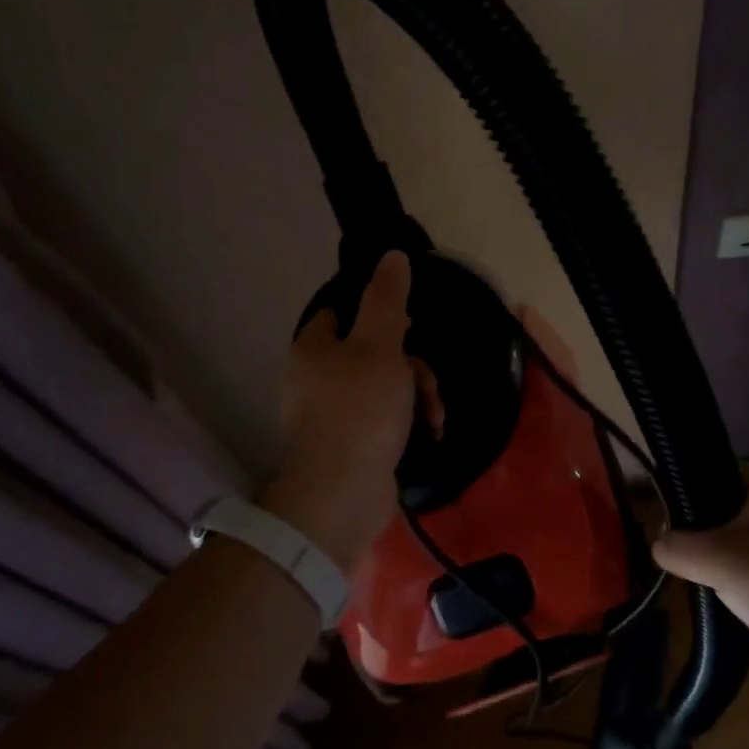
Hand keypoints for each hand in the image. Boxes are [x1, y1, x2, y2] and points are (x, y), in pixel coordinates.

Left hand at [264, 251, 418, 566]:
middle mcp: (315, 377)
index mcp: (314, 348)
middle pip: (372, 351)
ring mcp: (331, 414)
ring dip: (417, 394)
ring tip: (434, 414)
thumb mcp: (380, 345)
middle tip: (428, 380)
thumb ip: (387, 299)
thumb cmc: (360, 409)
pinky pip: (383, 418)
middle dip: (411, 364)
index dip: (378, 313)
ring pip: (384, 386)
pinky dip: (407, 420)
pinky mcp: (349, 444)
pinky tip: (429, 433)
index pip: (342, 311)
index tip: (411, 325)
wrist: (342, 493)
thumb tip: (392, 255)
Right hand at [652, 464, 748, 678]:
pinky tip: (727, 595)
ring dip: (716, 558)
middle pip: (718, 506)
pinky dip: (736, 575)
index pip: (708, 473)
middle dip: (698, 533)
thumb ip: (676, 546)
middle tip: (682, 558)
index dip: (682, 497)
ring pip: (732, 536)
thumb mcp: (717, 560)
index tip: (665, 526)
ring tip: (703, 579)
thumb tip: (659, 544)